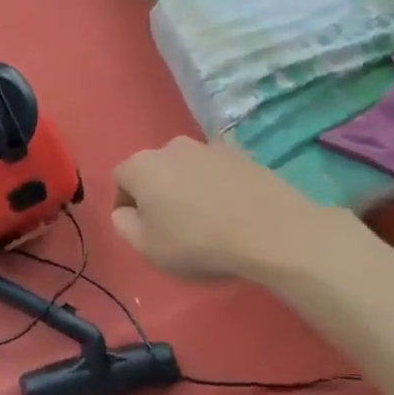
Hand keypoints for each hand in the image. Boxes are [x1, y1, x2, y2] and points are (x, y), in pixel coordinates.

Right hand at [111, 135, 362, 283]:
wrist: (273, 232)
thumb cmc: (198, 242)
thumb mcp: (147, 248)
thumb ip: (123, 225)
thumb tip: (125, 211)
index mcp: (142, 165)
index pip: (120, 180)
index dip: (126, 205)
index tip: (143, 230)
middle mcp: (171, 147)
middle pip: (153, 170)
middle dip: (157, 194)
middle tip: (172, 227)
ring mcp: (209, 147)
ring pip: (185, 169)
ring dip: (187, 188)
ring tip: (205, 220)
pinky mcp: (242, 154)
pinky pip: (216, 172)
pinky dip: (216, 187)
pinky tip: (230, 213)